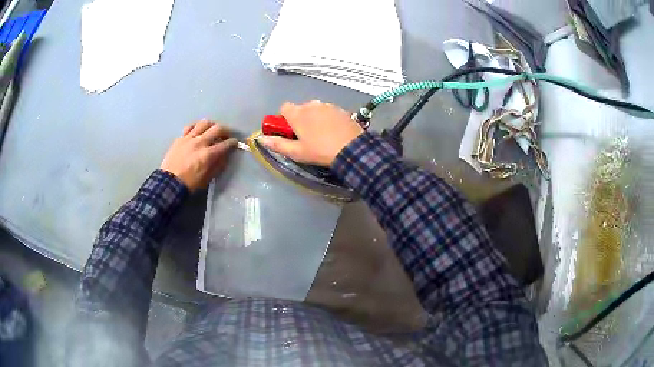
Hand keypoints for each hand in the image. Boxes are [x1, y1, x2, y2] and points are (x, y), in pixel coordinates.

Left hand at [160, 120, 236, 191]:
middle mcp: (200, 142)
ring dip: (211, 125)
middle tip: (227, 134)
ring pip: (204, 123)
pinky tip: (197, 131)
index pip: (225, 144)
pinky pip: (190, 127)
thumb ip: (218, 165)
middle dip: (226, 130)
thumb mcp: (208, 178)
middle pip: (217, 128)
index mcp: (208, 154)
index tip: (235, 142)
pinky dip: (196, 127)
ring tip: (212, 130)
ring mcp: (189, 138)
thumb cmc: (190, 183)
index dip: (233, 142)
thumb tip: (224, 155)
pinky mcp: (180, 138)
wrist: (170, 182)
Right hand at [257, 101, 363, 166]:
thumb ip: (277, 144)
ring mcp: (327, 105)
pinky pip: (328, 111)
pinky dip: (327, 118)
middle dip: (300, 119)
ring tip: (321, 135)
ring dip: (314, 118)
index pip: (284, 107)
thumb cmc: (320, 151)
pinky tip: (333, 131)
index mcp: (297, 113)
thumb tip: (260, 139)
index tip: (289, 131)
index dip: (284, 118)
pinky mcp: (340, 109)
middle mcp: (311, 104)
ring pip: (314, 109)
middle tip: (305, 136)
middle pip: (300, 108)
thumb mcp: (297, 152)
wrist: (351, 148)